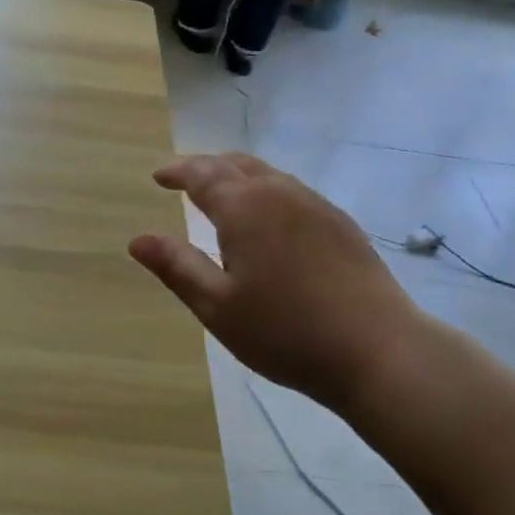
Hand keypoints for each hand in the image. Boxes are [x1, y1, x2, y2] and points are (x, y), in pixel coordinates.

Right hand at [129, 153, 419, 414]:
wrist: (377, 349)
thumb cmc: (285, 332)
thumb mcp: (217, 306)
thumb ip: (177, 267)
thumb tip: (138, 239)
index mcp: (245, 208)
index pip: (202, 174)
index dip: (177, 172)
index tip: (158, 177)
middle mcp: (280, 193)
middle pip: (236, 165)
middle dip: (206, 166)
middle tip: (185, 178)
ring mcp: (316, 205)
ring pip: (268, 175)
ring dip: (238, 175)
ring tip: (222, 193)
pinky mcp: (341, 224)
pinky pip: (293, 192)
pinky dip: (267, 191)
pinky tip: (269, 218)